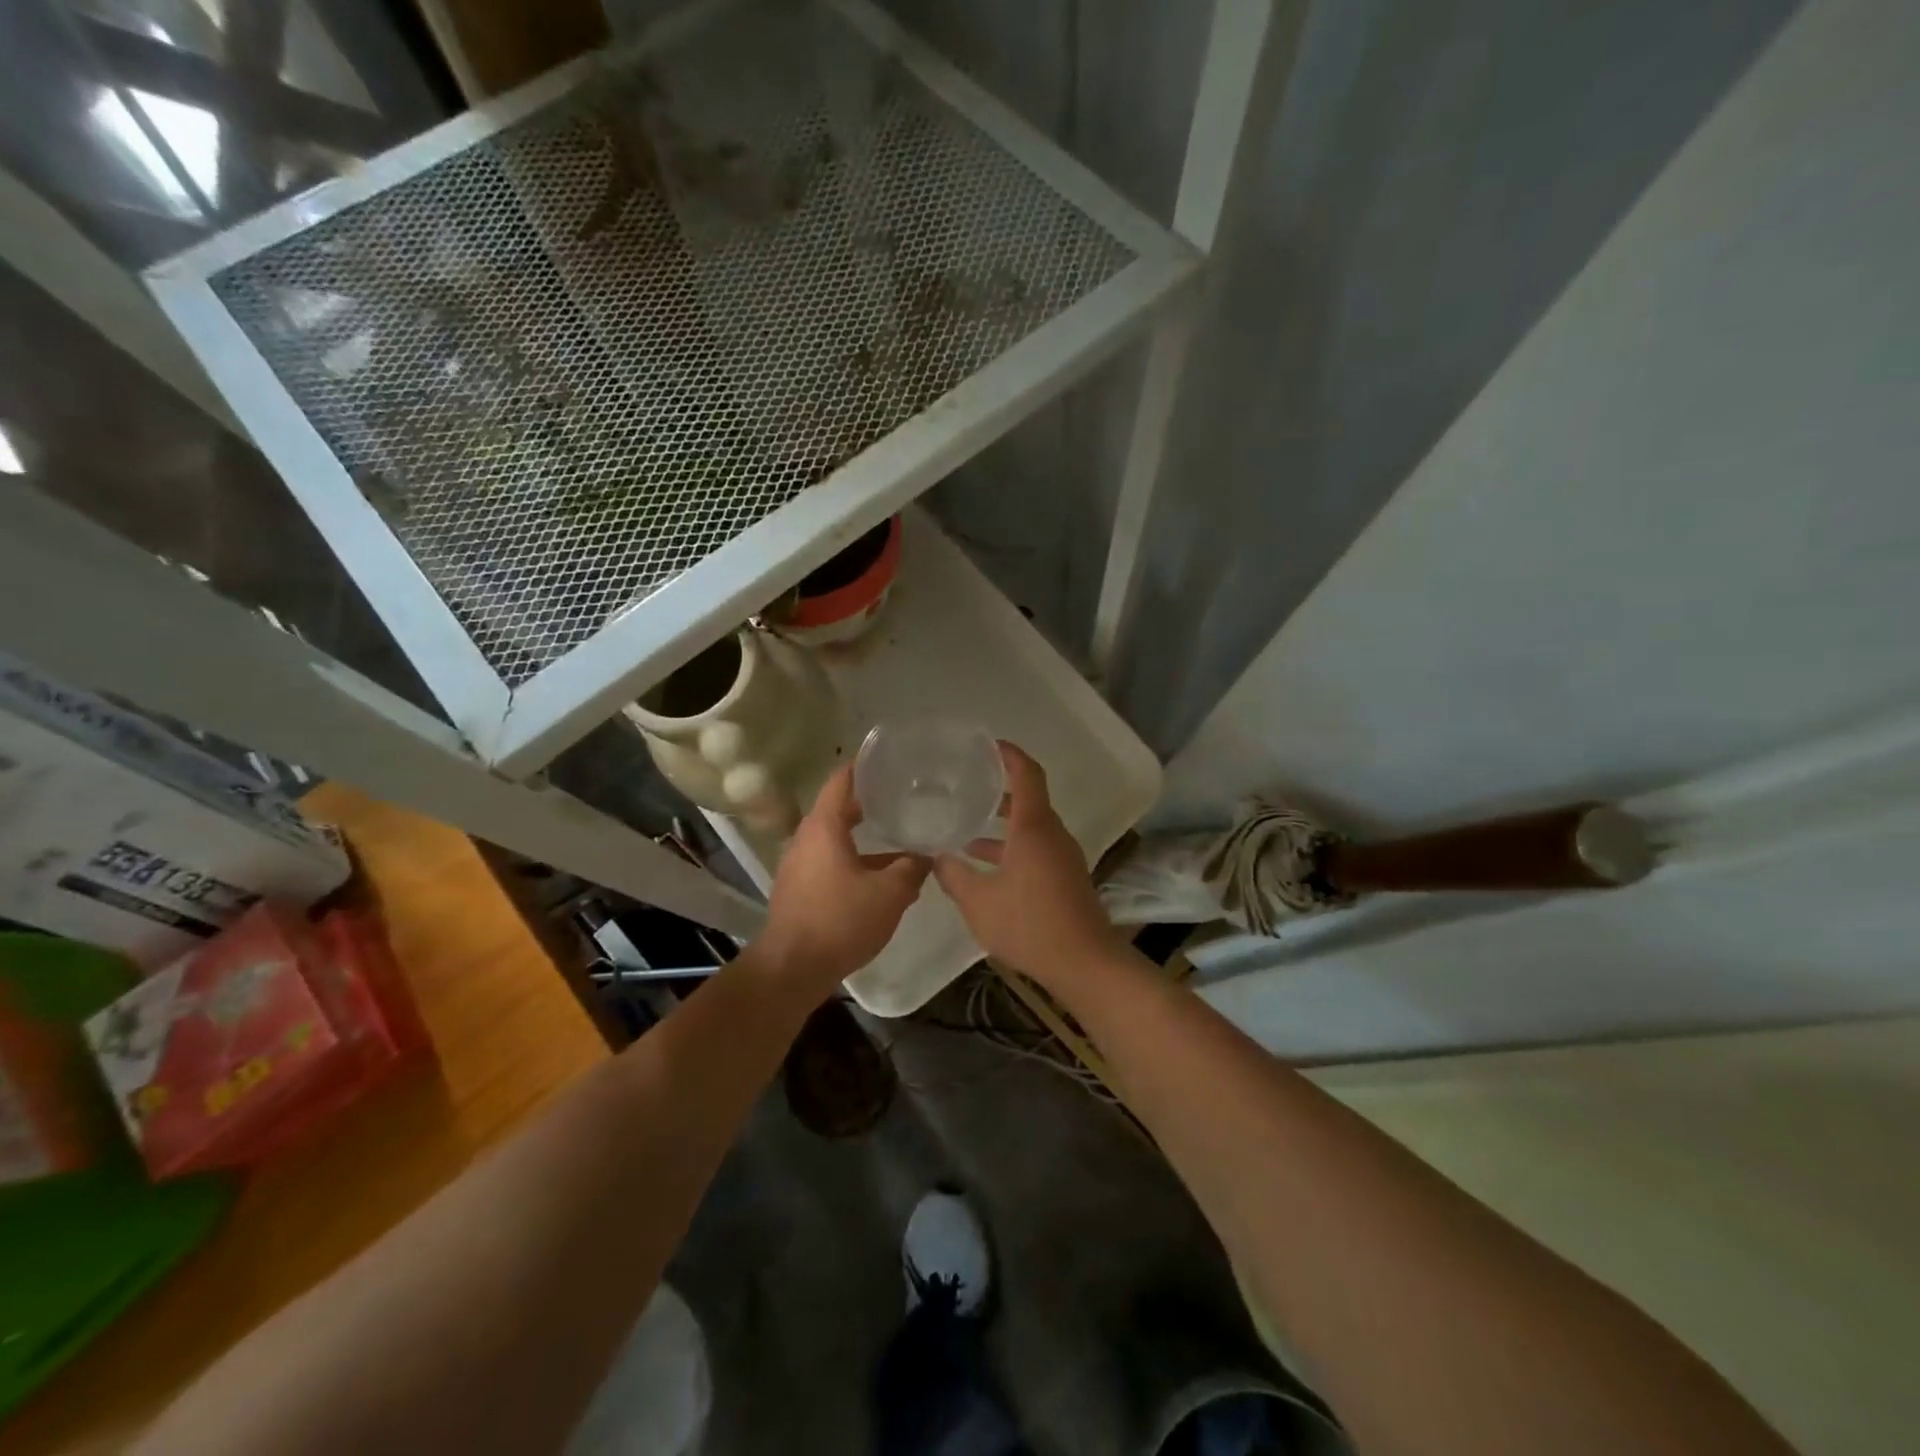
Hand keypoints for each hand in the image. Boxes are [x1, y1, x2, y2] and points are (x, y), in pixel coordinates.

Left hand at [756, 764, 928, 994]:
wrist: (792, 969)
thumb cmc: (840, 920)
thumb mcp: (889, 893)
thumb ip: (911, 868)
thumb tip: (927, 854)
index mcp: (824, 827)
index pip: (842, 781)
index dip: (863, 766)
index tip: (886, 757)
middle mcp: (805, 839)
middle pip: (838, 809)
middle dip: (869, 803)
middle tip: (901, 797)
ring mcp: (798, 865)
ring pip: (835, 840)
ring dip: (863, 838)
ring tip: (898, 838)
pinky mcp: (798, 889)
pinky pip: (829, 863)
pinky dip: (853, 861)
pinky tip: (879, 878)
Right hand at [934, 743, 1123, 982]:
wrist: (1084, 963)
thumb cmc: (1029, 924)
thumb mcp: (979, 901)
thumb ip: (954, 875)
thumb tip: (935, 856)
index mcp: (1033, 828)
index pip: (1026, 774)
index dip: (1009, 755)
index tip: (988, 745)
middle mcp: (1052, 834)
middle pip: (1028, 799)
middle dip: (998, 790)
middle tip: (968, 785)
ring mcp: (1062, 857)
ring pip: (1030, 828)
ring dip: (1002, 826)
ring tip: (966, 830)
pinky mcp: (1066, 878)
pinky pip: (1036, 849)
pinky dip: (1012, 847)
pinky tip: (986, 868)